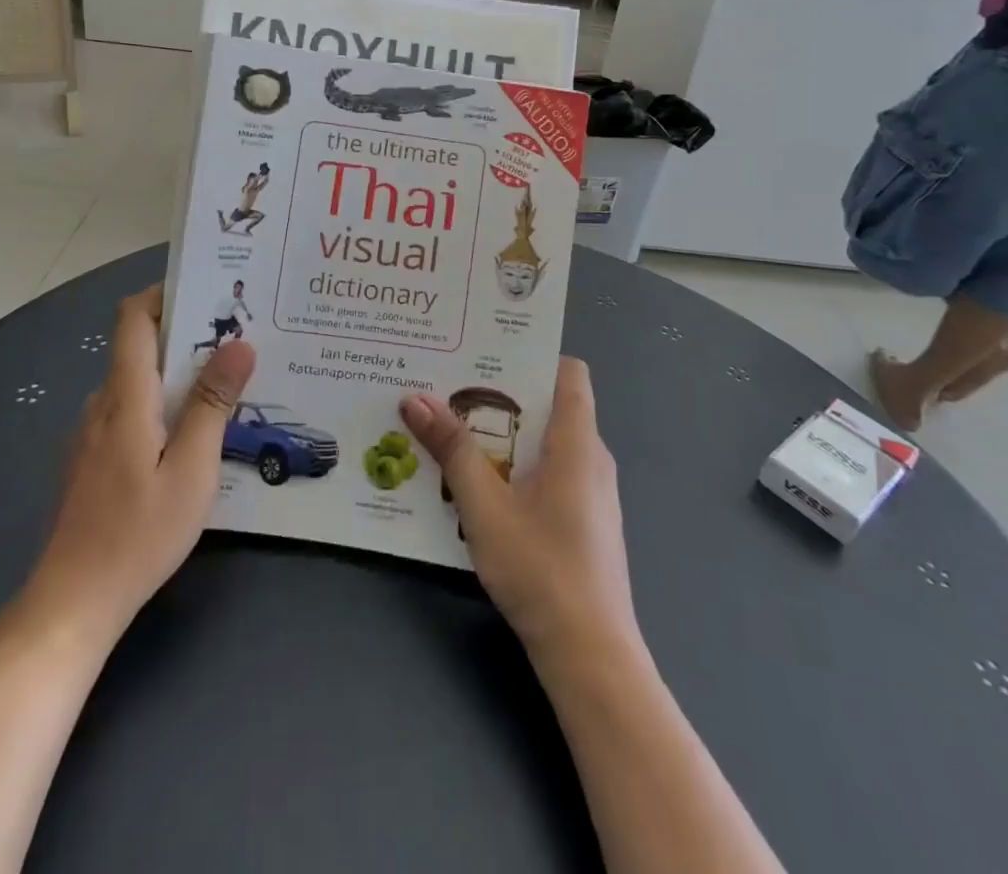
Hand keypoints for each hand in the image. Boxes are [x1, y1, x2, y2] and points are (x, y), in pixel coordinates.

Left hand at [15, 287, 255, 648]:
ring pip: (136, 383)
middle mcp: (102, 404)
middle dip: (186, 336)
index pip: (133, 319)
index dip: (164, 294)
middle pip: (140, 348)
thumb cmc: (138, 534)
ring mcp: (90, 434)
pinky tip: (191, 436)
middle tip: (238, 342)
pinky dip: (160, 406)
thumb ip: (212, 404)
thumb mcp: (191, 470)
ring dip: (176, 376)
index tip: (208, 292)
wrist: (71, 604)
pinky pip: (129, 412)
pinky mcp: (91, 460)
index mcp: (125, 398)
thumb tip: (239, 344)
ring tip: (225, 387)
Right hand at [400, 359, 637, 659]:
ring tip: (453, 427)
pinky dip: (516, 463)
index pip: (568, 371)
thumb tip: (415, 398)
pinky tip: (478, 481)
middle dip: (499, 393)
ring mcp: (592, 491)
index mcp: (577, 441)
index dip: (530, 353)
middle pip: (548, 403)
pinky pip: (549, 471)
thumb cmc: (542, 571)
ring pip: (545, 441)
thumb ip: (452, 450)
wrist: (591, 657)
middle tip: (448, 385)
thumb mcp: (485, 507)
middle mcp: (591, 457)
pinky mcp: (584, 519)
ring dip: (503, 432)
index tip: (483, 350)